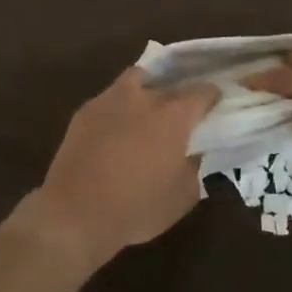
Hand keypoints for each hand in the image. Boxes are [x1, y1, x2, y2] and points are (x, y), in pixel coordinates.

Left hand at [28, 68, 217, 269]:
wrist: (75, 213)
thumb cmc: (137, 207)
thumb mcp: (182, 196)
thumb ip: (194, 167)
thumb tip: (194, 153)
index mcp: (173, 115)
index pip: (202, 92)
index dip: (212, 97)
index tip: (215, 104)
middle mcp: (143, 97)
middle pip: (168, 80)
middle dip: (178, 91)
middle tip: (181, 109)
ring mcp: (110, 99)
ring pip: (135, 79)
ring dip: (147, 87)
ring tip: (148, 107)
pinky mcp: (85, 110)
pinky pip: (110, 98)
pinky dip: (120, 106)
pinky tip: (118, 126)